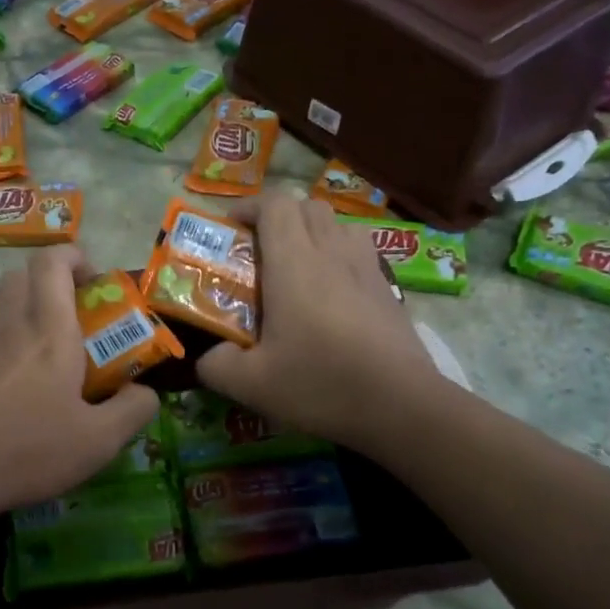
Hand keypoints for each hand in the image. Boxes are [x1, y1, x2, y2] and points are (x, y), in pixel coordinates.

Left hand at [0, 247, 160, 517]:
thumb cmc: (26, 450)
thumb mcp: (98, 441)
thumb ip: (132, 410)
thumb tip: (146, 392)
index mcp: (49, 329)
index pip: (53, 261)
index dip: (74, 258)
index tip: (92, 282)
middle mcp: (7, 322)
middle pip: (22, 275)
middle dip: (49, 283)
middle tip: (69, 318)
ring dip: (18, 309)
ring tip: (34, 349)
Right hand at [196, 193, 442, 452]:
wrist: (401, 404)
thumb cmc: (321, 383)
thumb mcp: (251, 384)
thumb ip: (216, 365)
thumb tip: (208, 357)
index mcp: (293, 263)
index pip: (274, 204)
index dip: (248, 207)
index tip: (229, 229)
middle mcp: (331, 252)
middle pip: (306, 206)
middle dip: (277, 217)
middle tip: (258, 251)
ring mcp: (366, 267)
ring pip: (337, 224)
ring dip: (312, 232)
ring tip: (297, 267)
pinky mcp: (387, 287)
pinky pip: (359, 250)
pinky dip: (339, 255)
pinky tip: (331, 293)